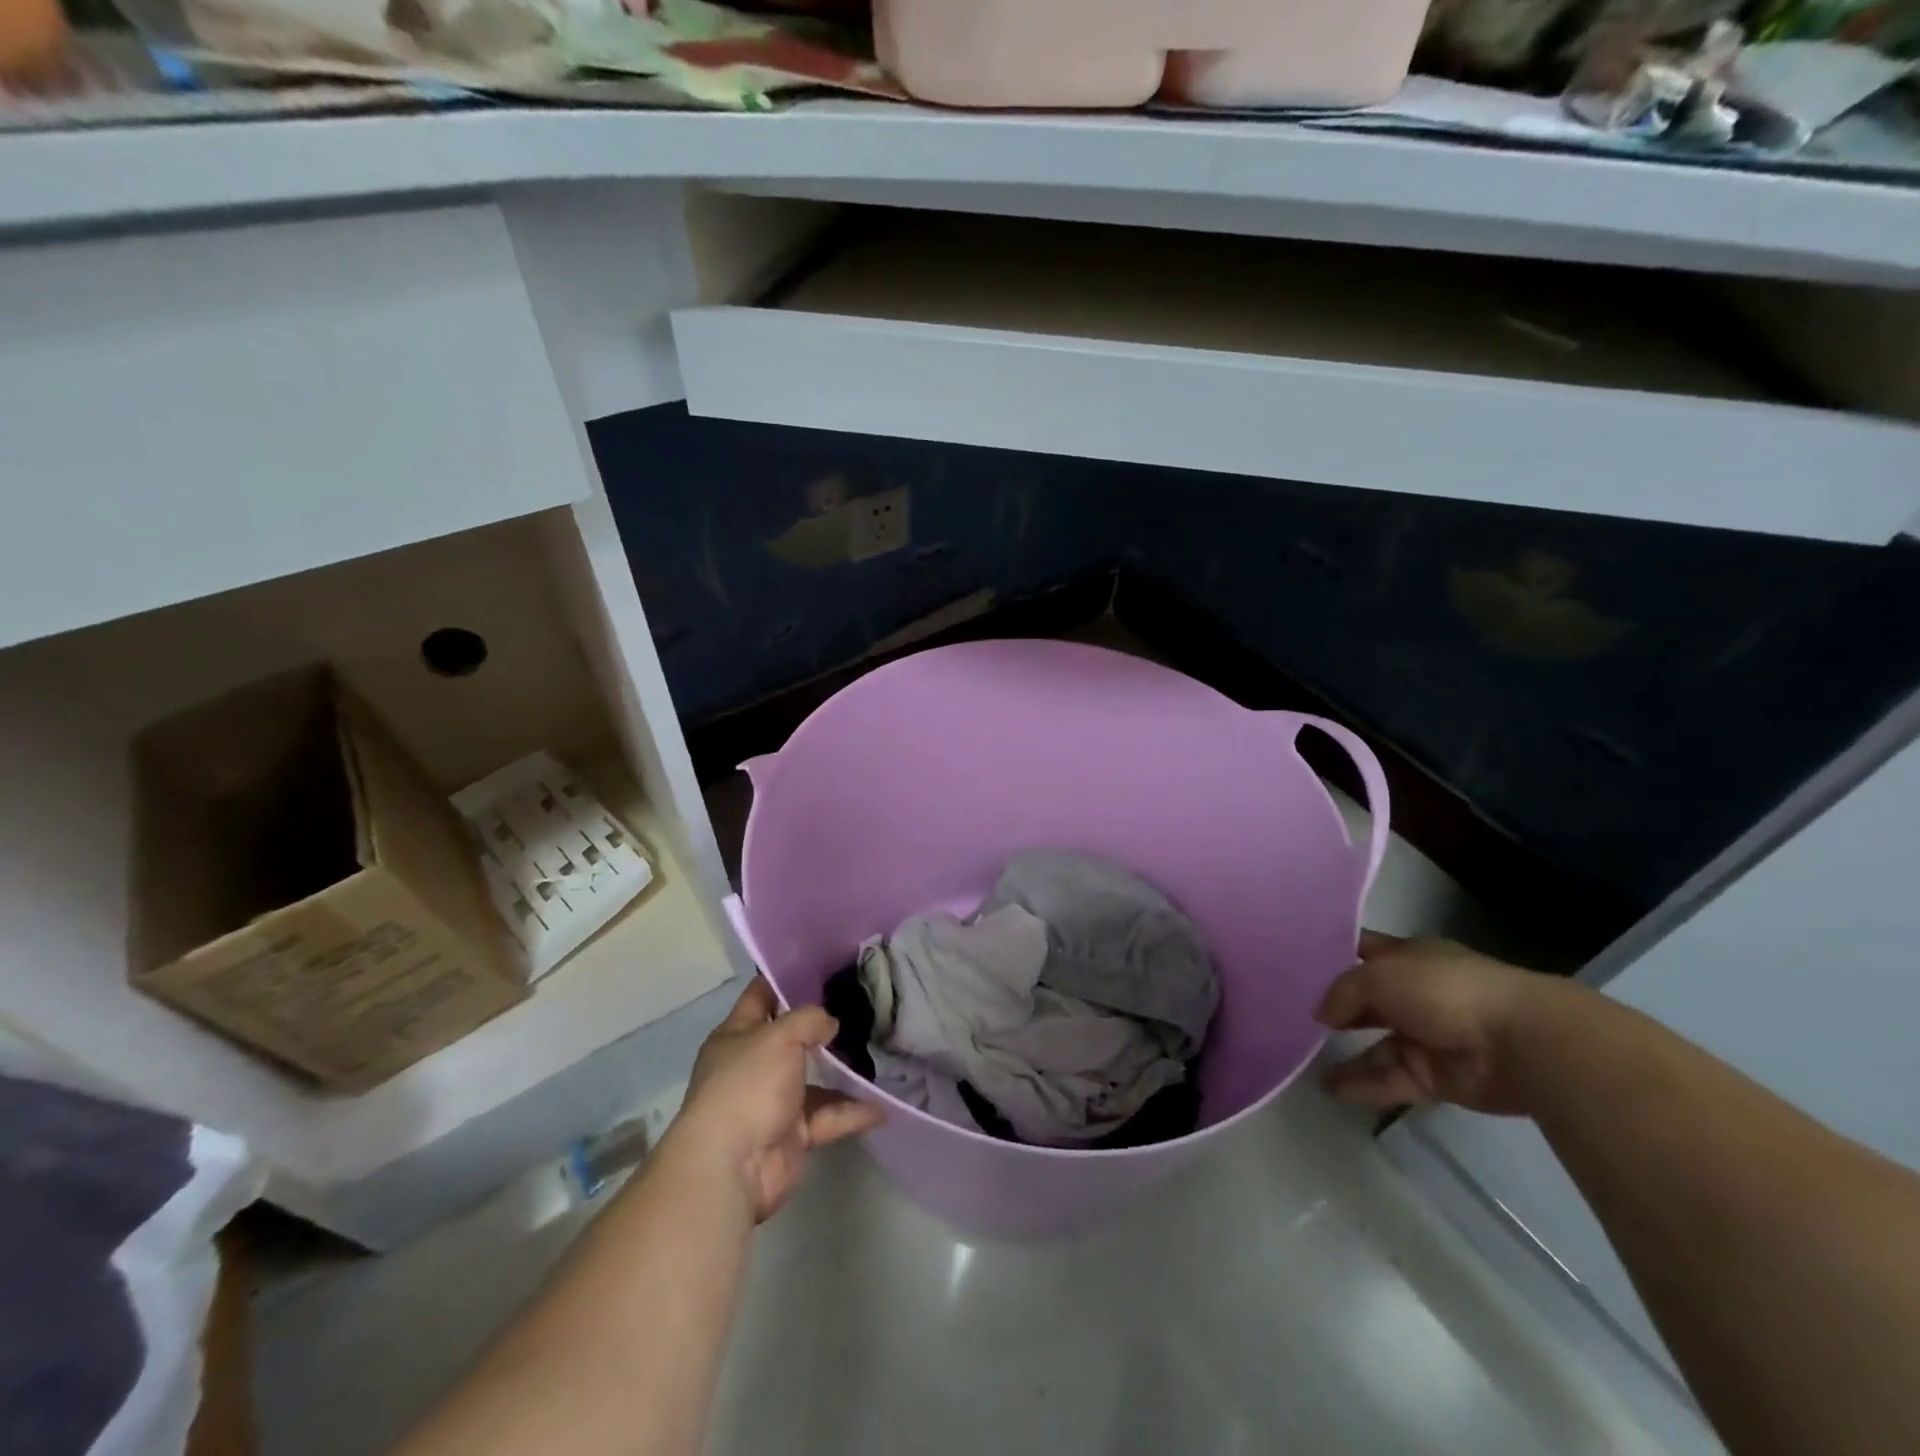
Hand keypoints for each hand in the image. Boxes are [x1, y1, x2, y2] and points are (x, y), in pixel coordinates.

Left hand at [661, 978, 885, 1223]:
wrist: (731, 1167)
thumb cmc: (747, 1087)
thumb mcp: (780, 1037)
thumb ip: (809, 1020)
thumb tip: (830, 1023)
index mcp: (737, 1036)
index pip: (761, 996)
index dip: (785, 979)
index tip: (822, 966)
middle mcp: (753, 1066)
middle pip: (791, 1038)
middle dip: (823, 1026)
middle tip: (862, 1006)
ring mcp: (772, 1102)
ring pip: (815, 1080)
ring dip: (844, 1072)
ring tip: (880, 1053)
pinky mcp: (792, 1135)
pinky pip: (828, 1117)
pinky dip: (852, 1112)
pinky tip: (882, 1106)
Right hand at [1314, 932, 1570, 1115]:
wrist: (1519, 1043)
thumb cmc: (1443, 990)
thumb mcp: (1378, 976)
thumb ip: (1342, 992)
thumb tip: (1322, 1014)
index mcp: (1409, 958)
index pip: (1363, 951)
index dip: (1333, 954)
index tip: (1297, 962)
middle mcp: (1415, 994)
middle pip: (1366, 1001)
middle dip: (1335, 1009)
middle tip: (1292, 1017)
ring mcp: (1426, 1037)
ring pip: (1376, 1046)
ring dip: (1344, 1054)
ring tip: (1302, 1060)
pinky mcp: (1434, 1077)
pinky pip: (1390, 1079)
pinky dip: (1362, 1084)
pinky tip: (1329, 1089)